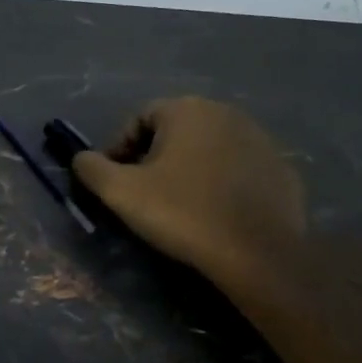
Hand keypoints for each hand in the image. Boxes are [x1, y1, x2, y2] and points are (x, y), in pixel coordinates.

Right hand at [72, 97, 305, 286]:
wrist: (257, 252)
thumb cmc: (183, 213)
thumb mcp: (121, 193)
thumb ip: (92, 168)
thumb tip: (81, 159)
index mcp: (186, 110)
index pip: (140, 118)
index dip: (119, 147)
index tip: (113, 179)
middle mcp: (225, 112)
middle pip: (176, 129)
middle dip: (154, 155)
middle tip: (143, 191)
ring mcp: (259, 139)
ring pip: (209, 147)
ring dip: (189, 167)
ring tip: (179, 203)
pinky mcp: (281, 168)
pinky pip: (238, 168)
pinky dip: (222, 182)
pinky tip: (215, 211)